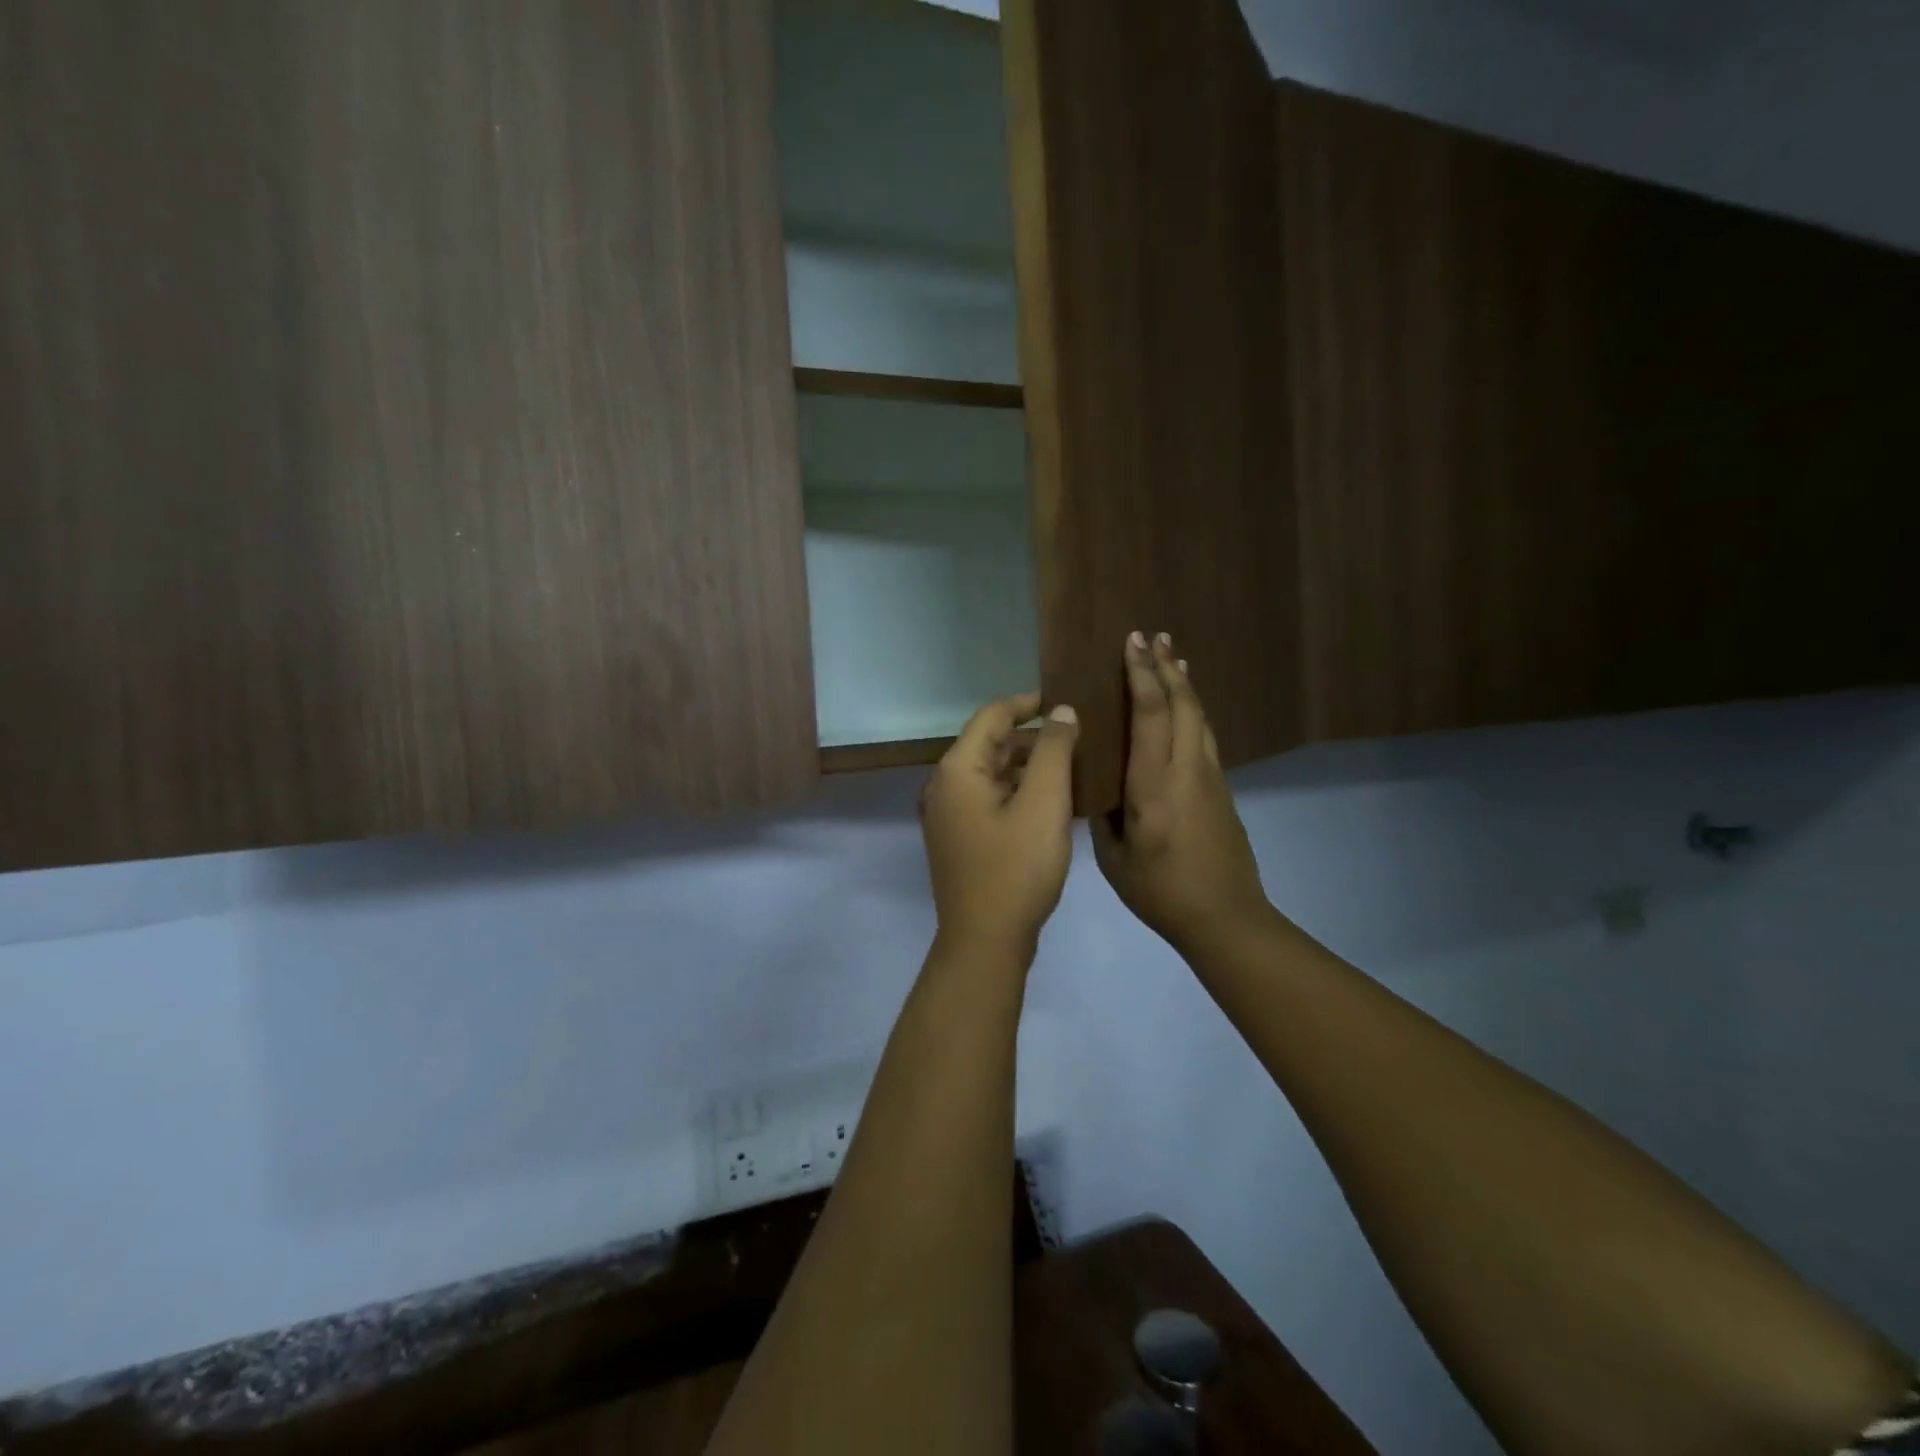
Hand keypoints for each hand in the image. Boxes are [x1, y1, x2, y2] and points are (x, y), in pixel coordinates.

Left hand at [921, 692, 1079, 960]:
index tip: (1065, 699)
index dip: (1028, 703)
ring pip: (991, 774)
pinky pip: (989, 800)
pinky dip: (1018, 792)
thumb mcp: (1044, 804)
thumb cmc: (1017, 868)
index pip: (992, 716)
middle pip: (990, 744)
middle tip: (1077, 736)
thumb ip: (1054, 751)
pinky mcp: (959, 839)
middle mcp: (944, 786)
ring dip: (1028, 767)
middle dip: (1032, 738)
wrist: (986, 941)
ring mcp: (948, 815)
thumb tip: (1060, 710)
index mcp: (957, 770)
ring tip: (1072, 766)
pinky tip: (1052, 801)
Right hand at [1093, 633, 1269, 955]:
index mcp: (1155, 782)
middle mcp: (1187, 768)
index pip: (1150, 712)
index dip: (1142, 673)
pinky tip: (1185, 709)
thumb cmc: (1161, 891)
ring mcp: (1210, 777)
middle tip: (1155, 636)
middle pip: (1182, 703)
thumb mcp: (1114, 857)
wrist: (1226, 918)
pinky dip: (1192, 711)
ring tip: (1174, 658)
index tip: (1132, 643)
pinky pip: (1203, 736)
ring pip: (1198, 716)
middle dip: (1167, 666)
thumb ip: (1104, 814)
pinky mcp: (1222, 790)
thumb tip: (1098, 786)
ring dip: (1185, 684)